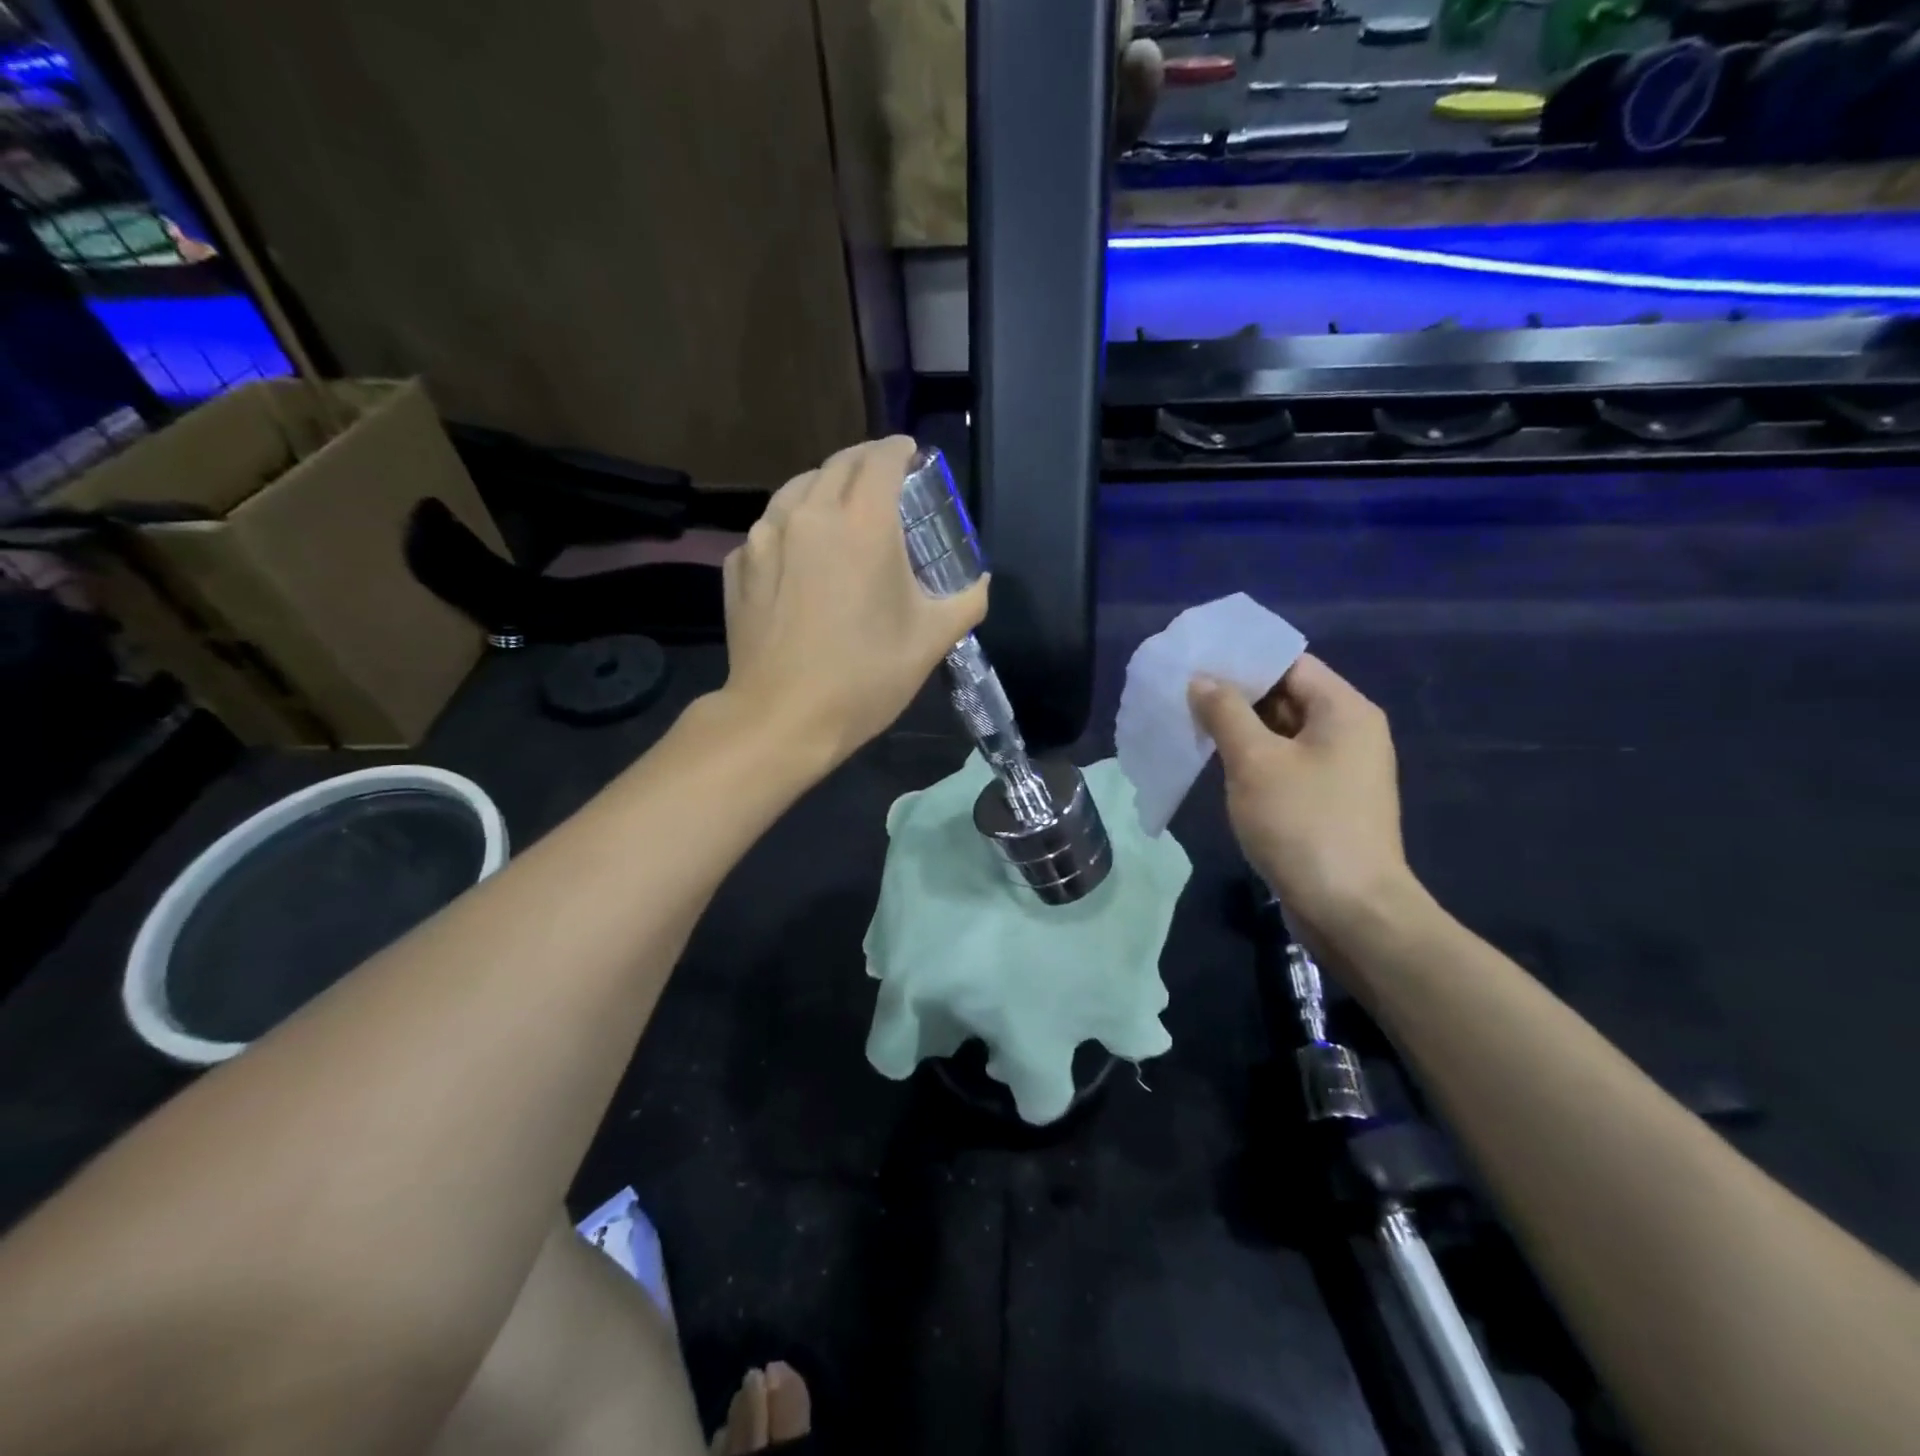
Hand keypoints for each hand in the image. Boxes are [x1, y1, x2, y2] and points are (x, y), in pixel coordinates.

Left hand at [721, 437, 986, 765]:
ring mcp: (765, 536)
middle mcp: (809, 513)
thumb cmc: (865, 676)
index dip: (900, 450)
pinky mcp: (738, 564)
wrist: (782, 717)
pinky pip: (770, 528)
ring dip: (825, 488)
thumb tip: (979, 583)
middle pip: (838, 464)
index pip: (882, 458)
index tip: (911, 455)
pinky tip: (801, 555)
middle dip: (865, 462)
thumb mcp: (931, 640)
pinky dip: (792, 527)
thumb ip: (965, 601)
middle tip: (884, 480)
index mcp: (863, 523)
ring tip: (841, 511)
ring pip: (798, 489)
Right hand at [1189, 656, 1416, 942]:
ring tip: (1189, 722)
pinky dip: (1252, 758)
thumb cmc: (1304, 823)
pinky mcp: (1326, 801)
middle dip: (1236, 694)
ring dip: (1239, 728)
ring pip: (1282, 732)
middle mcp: (1349, 732)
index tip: (1196, 660)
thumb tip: (1202, 681)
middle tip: (1182, 692)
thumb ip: (1226, 713)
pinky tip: (1215, 762)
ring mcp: (1339, 769)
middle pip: (1287, 695)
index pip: (1290, 663)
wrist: (1350, 910)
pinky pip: (1285, 764)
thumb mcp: (1255, 761)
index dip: (1242, 659)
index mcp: (1344, 710)